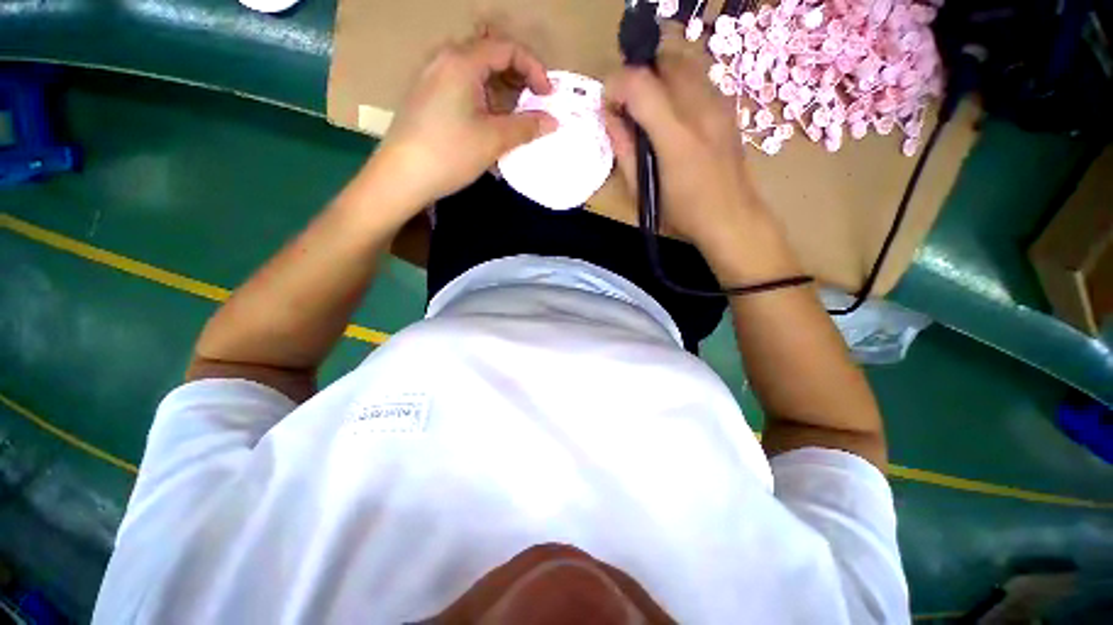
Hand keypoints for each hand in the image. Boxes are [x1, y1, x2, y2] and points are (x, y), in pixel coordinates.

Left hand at [369, 31, 557, 212]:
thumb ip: (526, 127)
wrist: (401, 176)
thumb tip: (553, 121)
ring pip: (476, 73)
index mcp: (462, 61)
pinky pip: (462, 87)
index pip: (507, 48)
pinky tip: (490, 125)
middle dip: (518, 80)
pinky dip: (483, 100)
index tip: (548, 96)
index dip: (534, 69)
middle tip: (533, 107)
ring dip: (501, 93)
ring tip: (514, 120)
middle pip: (491, 56)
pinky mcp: (427, 95)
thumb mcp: (493, 140)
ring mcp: (432, 76)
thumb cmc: (450, 153)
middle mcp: (445, 59)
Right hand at [604, 24, 770, 258]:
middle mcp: (700, 109)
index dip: (616, 86)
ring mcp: (719, 104)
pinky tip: (674, 113)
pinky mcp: (728, 107)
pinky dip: (678, 83)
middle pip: (663, 60)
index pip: (639, 83)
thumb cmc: (681, 214)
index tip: (609, 107)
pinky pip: (698, 77)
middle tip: (628, 107)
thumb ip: (623, 150)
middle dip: (638, 76)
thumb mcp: (642, 191)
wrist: (731, 218)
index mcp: (674, 136)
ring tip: (649, 109)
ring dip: (658, 77)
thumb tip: (609, 118)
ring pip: (683, 62)